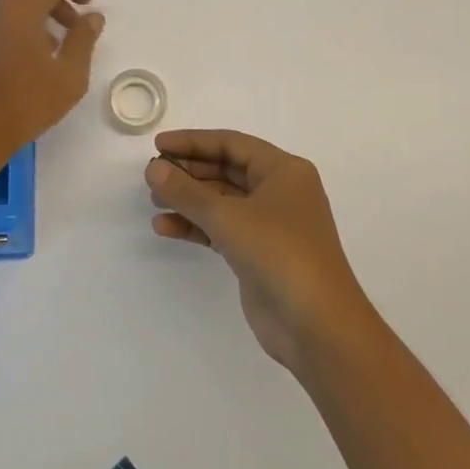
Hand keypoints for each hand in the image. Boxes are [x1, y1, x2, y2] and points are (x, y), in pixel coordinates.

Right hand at [145, 130, 374, 374]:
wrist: (317, 326)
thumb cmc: (279, 253)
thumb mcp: (228, 217)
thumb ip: (187, 191)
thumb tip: (154, 168)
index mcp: (284, 170)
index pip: (232, 144)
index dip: (194, 142)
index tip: (158, 145)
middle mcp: (279, 191)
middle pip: (226, 170)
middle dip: (189, 172)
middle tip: (152, 175)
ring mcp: (270, 224)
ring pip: (222, 202)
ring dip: (189, 201)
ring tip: (154, 202)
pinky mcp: (259, 254)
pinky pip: (222, 229)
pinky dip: (196, 226)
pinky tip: (165, 227)